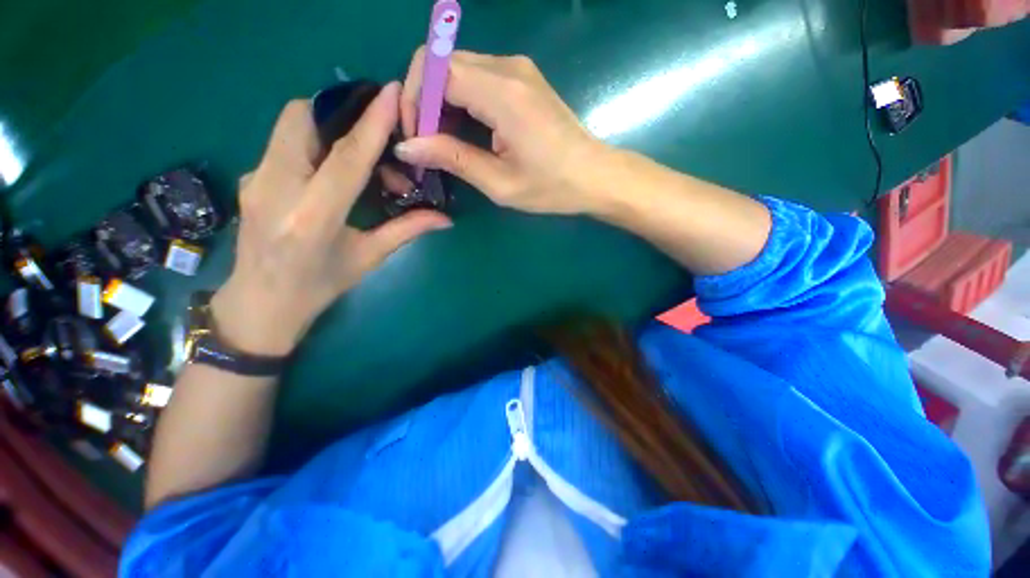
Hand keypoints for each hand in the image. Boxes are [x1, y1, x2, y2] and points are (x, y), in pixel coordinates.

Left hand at [211, 83, 451, 355]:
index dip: (371, 123)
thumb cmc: (319, 286)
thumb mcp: (368, 258)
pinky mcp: (251, 176)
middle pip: (302, 118)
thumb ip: (406, 230)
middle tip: (375, 136)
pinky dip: (314, 142)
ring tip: (361, 162)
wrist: (259, 303)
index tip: (391, 92)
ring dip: (329, 127)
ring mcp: (256, 179)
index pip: (346, 158)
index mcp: (312, 217)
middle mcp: (276, 189)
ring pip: (290, 124)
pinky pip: (284, 141)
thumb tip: (446, 219)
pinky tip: (333, 171)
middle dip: (341, 112)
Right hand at [395, 49, 610, 214]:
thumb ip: (454, 159)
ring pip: (458, 68)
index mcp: (503, 94)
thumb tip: (408, 147)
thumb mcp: (501, 183)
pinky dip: (461, 99)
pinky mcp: (523, 79)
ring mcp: (518, 69)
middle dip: (424, 100)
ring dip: (441, 101)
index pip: (436, 69)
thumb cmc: (552, 187)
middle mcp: (509, 68)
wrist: (595, 176)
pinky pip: (478, 77)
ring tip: (443, 142)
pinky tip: (465, 130)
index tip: (414, 137)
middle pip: (443, 62)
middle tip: (426, 143)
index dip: (414, 99)